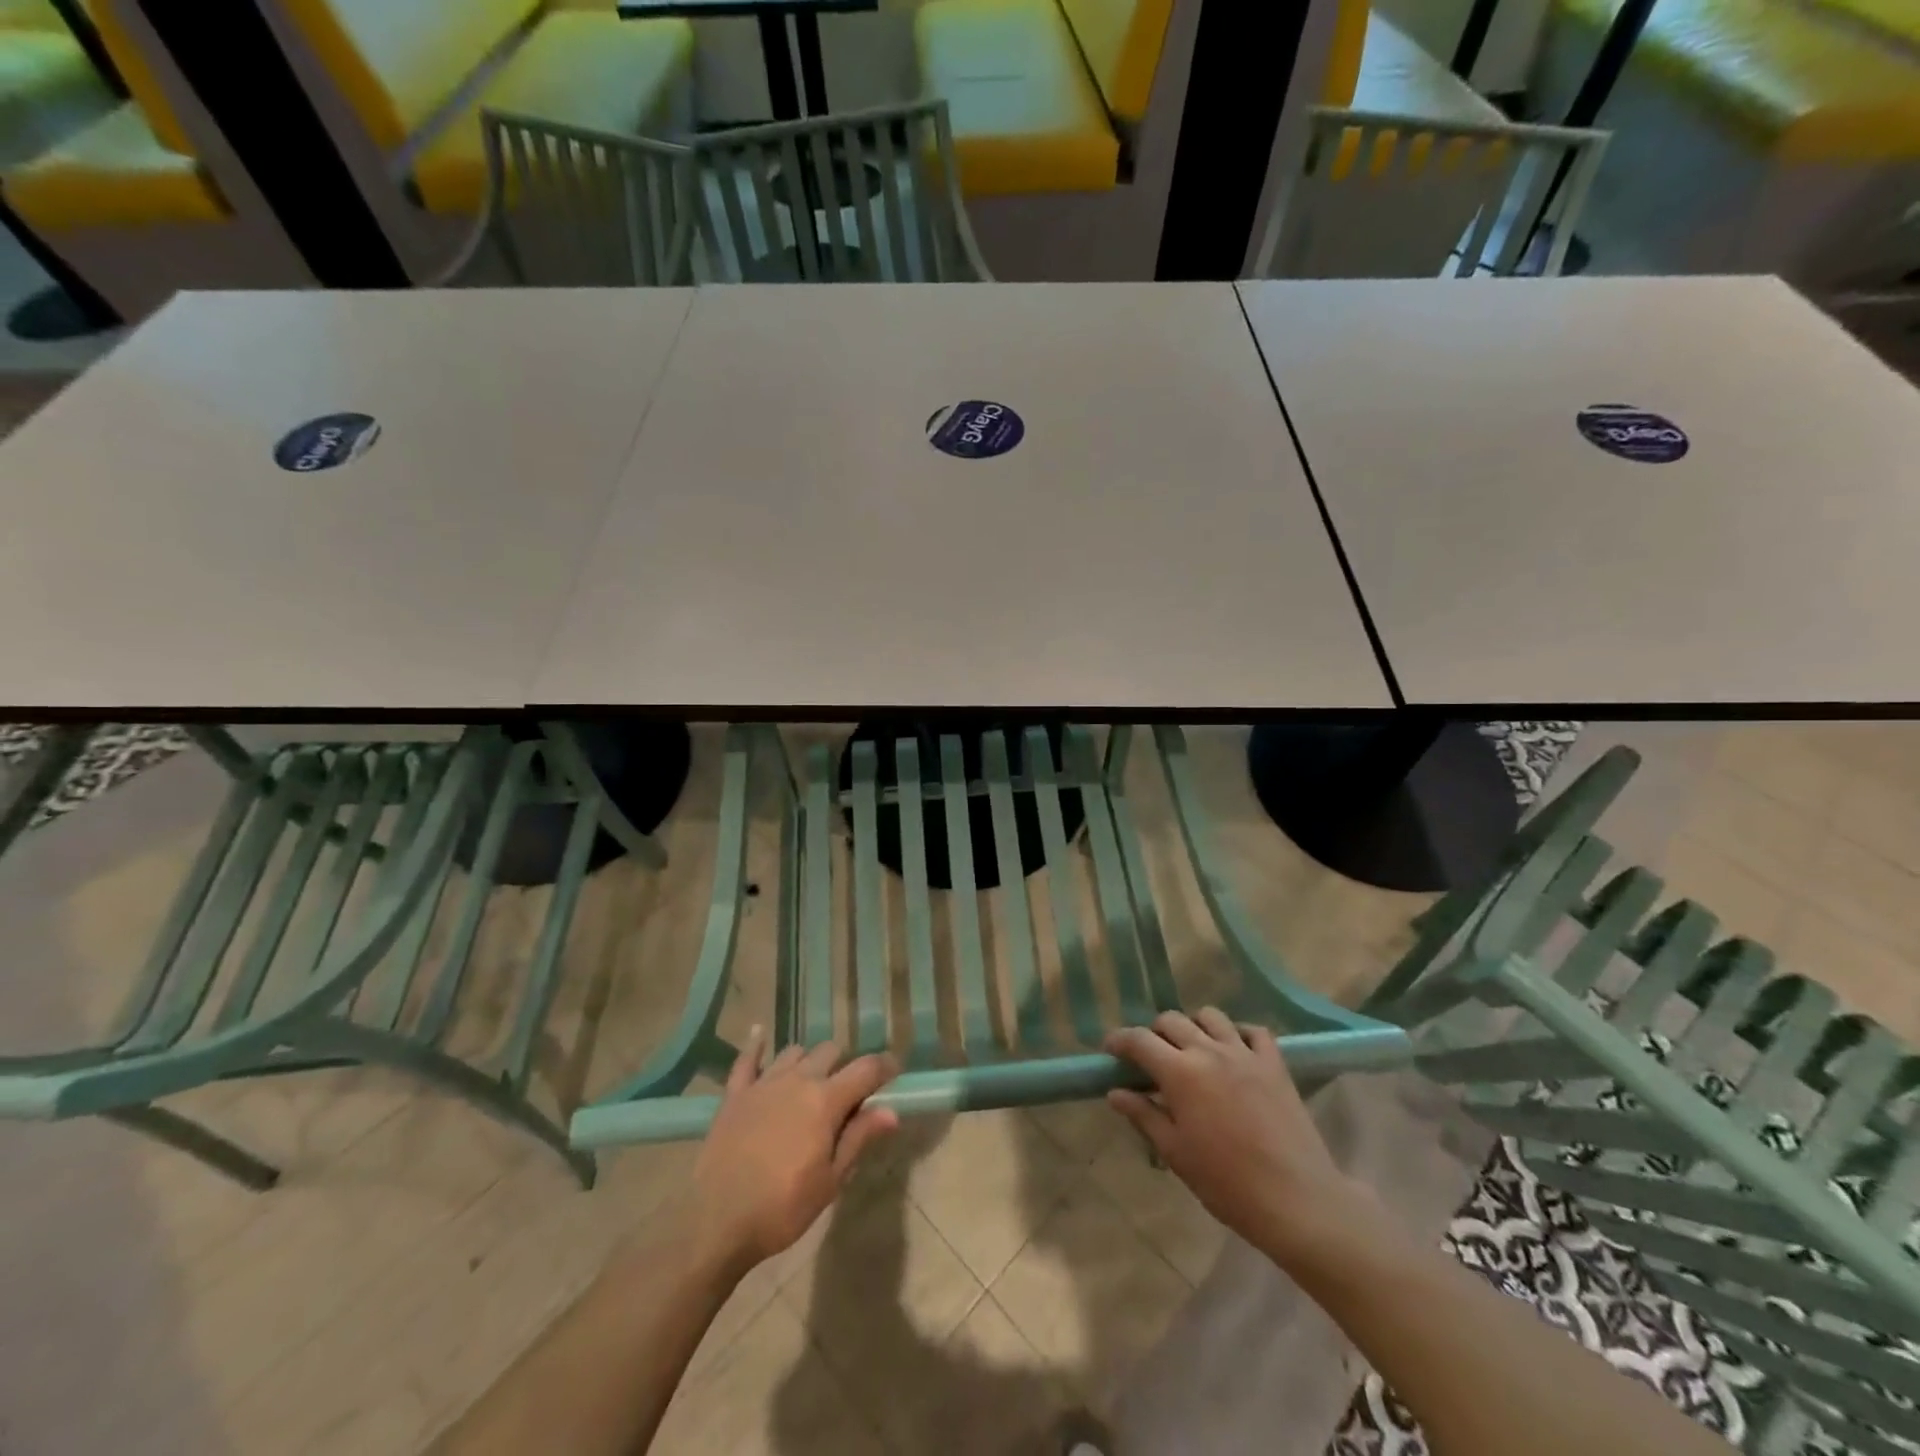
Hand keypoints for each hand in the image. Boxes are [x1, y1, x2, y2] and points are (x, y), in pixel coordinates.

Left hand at [685, 1027, 898, 1279]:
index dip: (884, 1066)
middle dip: (844, 1065)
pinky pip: (747, 1058)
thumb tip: (891, 1111)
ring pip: (794, 1051)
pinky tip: (759, 1034)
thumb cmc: (782, 1207)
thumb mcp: (830, 1181)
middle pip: (830, 1051)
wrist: (716, 1221)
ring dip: (807, 1061)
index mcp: (826, 1100)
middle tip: (846, 1091)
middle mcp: (798, 1080)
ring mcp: (763, 1083)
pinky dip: (756, 1045)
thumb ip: (859, 1138)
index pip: (865, 1070)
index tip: (894, 1069)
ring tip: (809, 1081)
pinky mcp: (735, 1094)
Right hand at [1105, 1009, 1377, 1265]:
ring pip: (1210, 1016)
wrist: (1296, 1200)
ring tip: (1192, 1050)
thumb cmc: (1227, 1183)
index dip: (1120, 1040)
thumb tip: (1115, 1092)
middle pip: (1172, 1020)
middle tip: (1151, 1058)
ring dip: (1194, 1026)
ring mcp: (1245, 1053)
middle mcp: (1209, 1051)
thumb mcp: (1175, 1153)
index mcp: (1180, 1073)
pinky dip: (1238, 1033)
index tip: (1111, 1049)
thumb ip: (1144, 1116)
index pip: (1139, 1040)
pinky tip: (1233, 1051)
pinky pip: (1254, 1031)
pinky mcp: (1275, 1063)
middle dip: (1154, 1033)